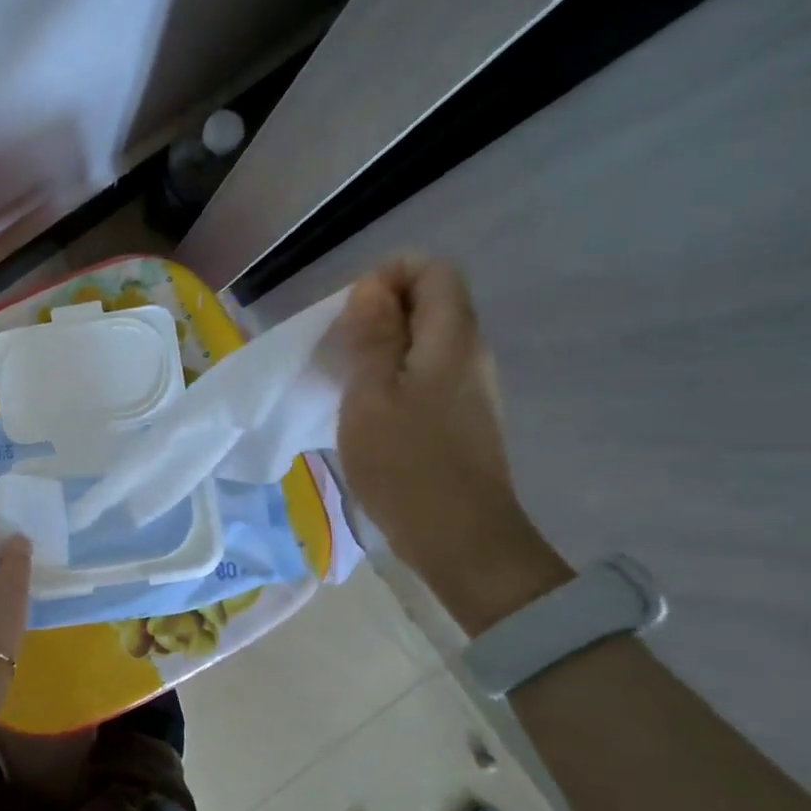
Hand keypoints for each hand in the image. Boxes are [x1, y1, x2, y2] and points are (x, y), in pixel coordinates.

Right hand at [334, 255, 570, 633]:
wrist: (461, 540)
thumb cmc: (407, 465)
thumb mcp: (370, 395)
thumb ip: (372, 336)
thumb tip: (373, 287)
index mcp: (452, 338)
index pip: (433, 269)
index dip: (389, 276)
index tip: (352, 315)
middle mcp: (470, 352)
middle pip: (430, 302)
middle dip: (380, 312)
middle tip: (340, 349)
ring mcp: (470, 387)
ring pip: (426, 340)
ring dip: (384, 347)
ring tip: (347, 380)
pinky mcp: (463, 417)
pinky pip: (428, 373)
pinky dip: (395, 376)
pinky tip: (369, 410)